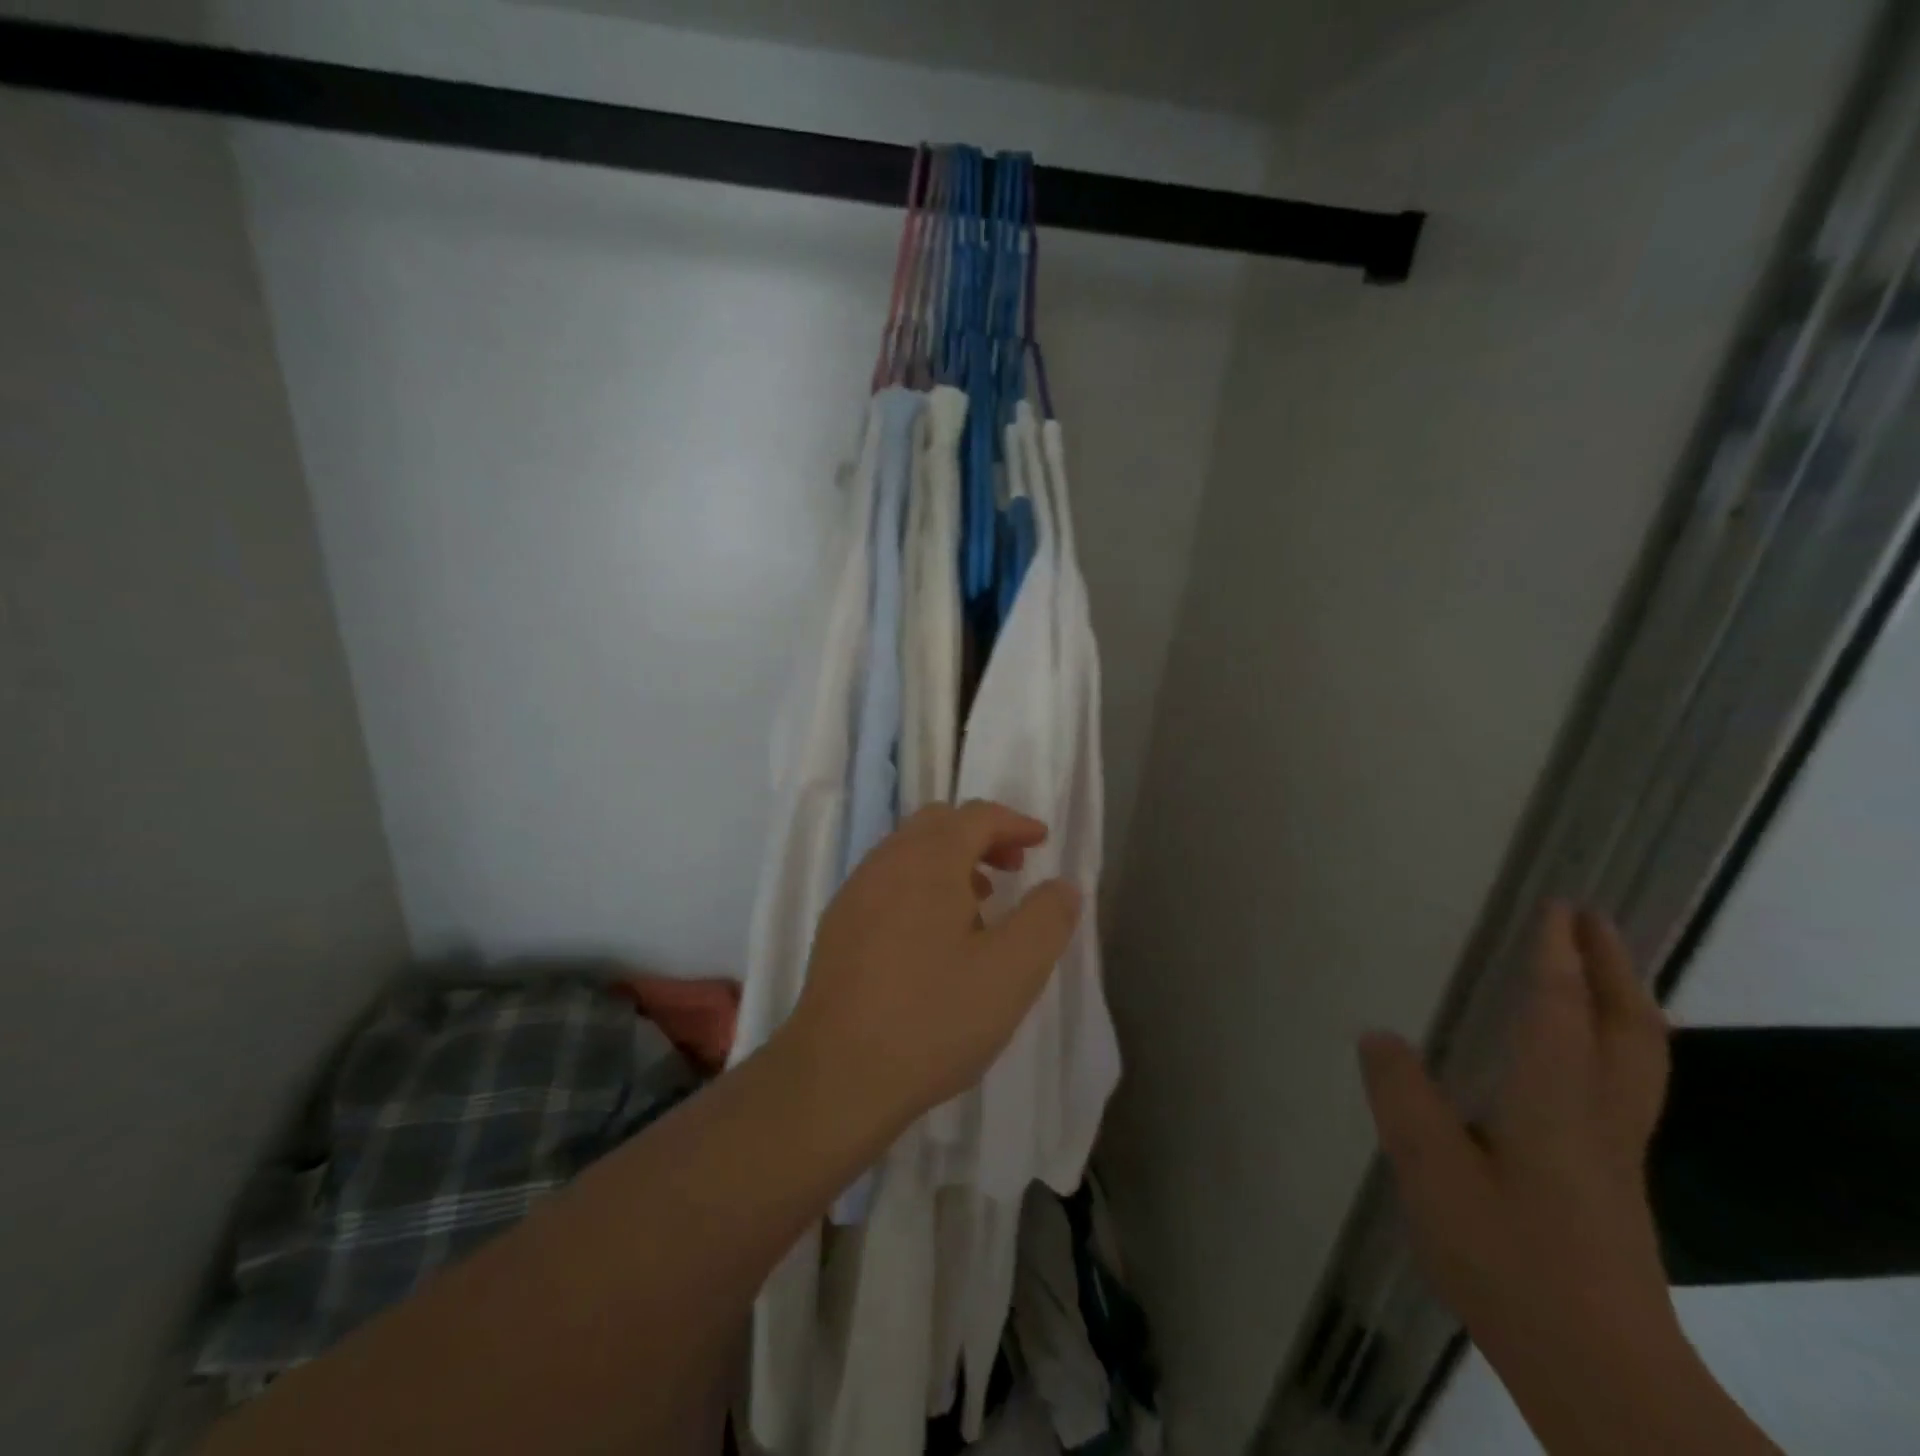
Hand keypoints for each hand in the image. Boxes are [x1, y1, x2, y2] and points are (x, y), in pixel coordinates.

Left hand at [786, 801, 1080, 1129]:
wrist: (836, 1076)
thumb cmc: (933, 1018)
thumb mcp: (1012, 972)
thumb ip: (1046, 919)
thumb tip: (1063, 885)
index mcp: (928, 860)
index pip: (976, 816)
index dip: (1014, 822)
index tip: (1041, 841)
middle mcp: (885, 863)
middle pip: (938, 824)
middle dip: (981, 836)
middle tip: (1013, 869)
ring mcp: (854, 893)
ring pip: (908, 852)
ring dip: (949, 862)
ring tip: (980, 904)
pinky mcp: (837, 927)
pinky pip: (886, 882)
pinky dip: (920, 885)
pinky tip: (934, 938)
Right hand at [1359, 904, 1674, 1367]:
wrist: (1600, 1373)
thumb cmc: (1509, 1258)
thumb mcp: (1430, 1170)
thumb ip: (1401, 1096)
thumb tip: (1379, 1036)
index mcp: (1556, 1102)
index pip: (1561, 1009)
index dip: (1558, 955)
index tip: (1559, 905)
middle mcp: (1600, 1118)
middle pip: (1629, 1029)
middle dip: (1614, 969)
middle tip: (1595, 922)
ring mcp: (1616, 1155)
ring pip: (1640, 1062)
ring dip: (1623, 1004)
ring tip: (1599, 972)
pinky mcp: (1614, 1186)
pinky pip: (1625, 1088)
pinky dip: (1615, 1046)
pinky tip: (1580, 1059)